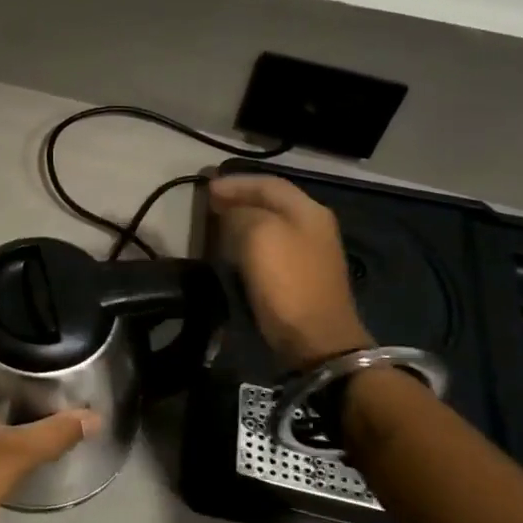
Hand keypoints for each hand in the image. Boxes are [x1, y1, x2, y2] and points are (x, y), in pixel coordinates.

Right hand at [210, 173, 371, 366]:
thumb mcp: (259, 234)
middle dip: (239, 199)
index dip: (235, 182)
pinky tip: (232, 251)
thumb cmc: (287, 280)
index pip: (268, 183)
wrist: (316, 339)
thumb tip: (230, 212)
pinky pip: (270, 249)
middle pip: (271, 203)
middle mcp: (313, 226)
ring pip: (270, 226)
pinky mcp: (300, 278)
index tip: (205, 188)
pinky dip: (249, 243)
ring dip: (243, 221)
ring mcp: (309, 254)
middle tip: (208, 203)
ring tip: (215, 224)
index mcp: (308, 210)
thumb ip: (241, 213)